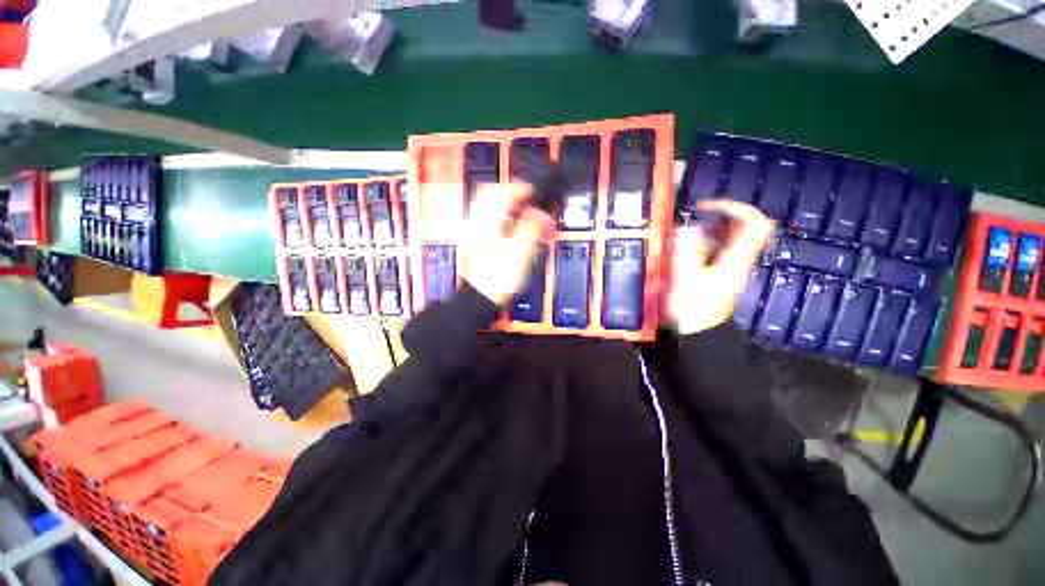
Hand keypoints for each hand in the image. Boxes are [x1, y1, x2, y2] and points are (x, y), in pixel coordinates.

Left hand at [463, 183, 554, 307]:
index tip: (531, 192)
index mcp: (487, 225)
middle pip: (489, 194)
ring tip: (521, 211)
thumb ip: (531, 230)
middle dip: (510, 192)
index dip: (518, 188)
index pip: (499, 193)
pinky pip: (488, 219)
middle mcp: (477, 225)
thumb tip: (539, 214)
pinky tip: (512, 227)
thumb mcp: (521, 255)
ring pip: (488, 206)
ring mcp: (474, 232)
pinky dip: (502, 217)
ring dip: (506, 204)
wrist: (481, 297)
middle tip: (525, 196)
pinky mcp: (476, 240)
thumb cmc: (498, 281)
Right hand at [666, 201, 773, 334]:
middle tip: (689, 227)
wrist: (690, 334)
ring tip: (679, 244)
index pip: (753, 223)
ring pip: (721, 241)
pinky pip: (710, 253)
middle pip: (737, 230)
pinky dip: (696, 249)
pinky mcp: (715, 276)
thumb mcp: (684, 279)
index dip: (734, 208)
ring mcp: (726, 270)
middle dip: (710, 223)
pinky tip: (679, 257)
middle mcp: (735, 262)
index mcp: (735, 261)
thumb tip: (688, 229)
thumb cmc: (689, 309)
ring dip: (700, 236)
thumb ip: (686, 252)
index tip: (706, 207)